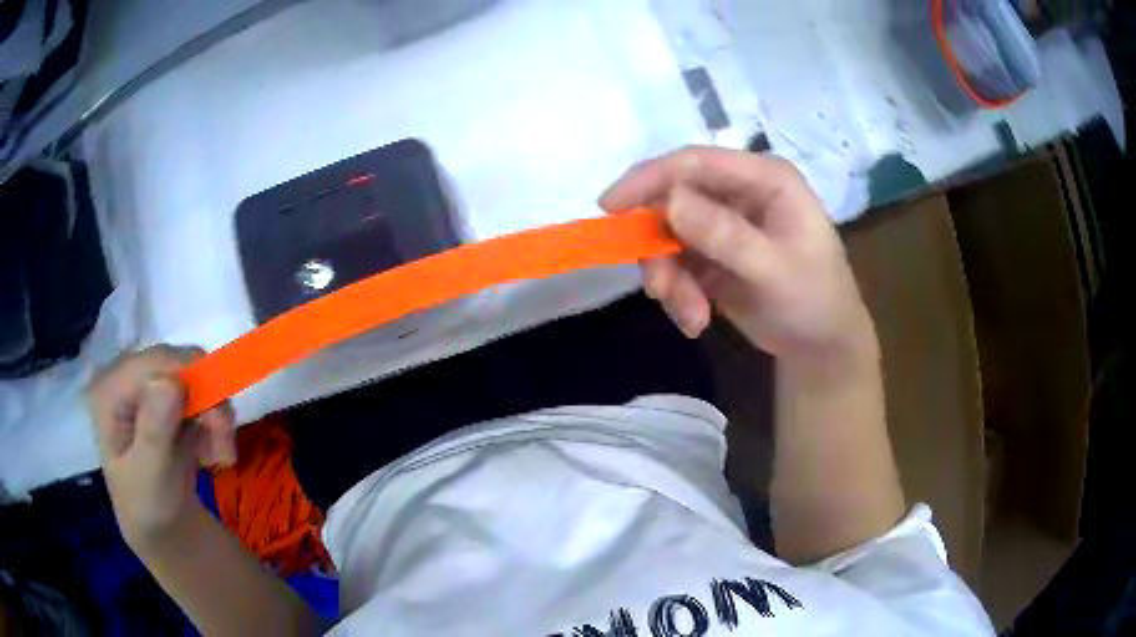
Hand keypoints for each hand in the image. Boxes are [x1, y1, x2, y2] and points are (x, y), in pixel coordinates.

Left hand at [86, 346, 235, 549]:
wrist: (157, 526)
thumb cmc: (147, 507)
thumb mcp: (150, 478)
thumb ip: (154, 431)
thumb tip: (170, 381)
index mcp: (109, 391)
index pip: (155, 363)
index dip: (192, 379)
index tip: (219, 424)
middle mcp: (124, 375)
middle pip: (176, 362)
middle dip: (208, 399)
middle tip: (225, 446)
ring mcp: (144, 382)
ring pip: (193, 373)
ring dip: (215, 412)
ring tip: (220, 456)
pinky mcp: (163, 392)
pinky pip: (199, 388)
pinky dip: (212, 417)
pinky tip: (210, 449)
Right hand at [601, 146, 876, 375]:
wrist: (821, 347)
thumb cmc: (815, 300)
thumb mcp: (774, 269)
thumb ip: (725, 235)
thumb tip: (669, 202)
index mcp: (763, 180)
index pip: (695, 163)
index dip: (650, 179)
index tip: (610, 207)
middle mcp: (739, 193)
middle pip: (674, 201)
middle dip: (660, 247)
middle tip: (660, 289)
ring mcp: (723, 224)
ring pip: (668, 237)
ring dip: (670, 279)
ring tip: (692, 316)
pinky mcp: (711, 255)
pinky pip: (675, 265)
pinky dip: (678, 294)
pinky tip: (696, 321)